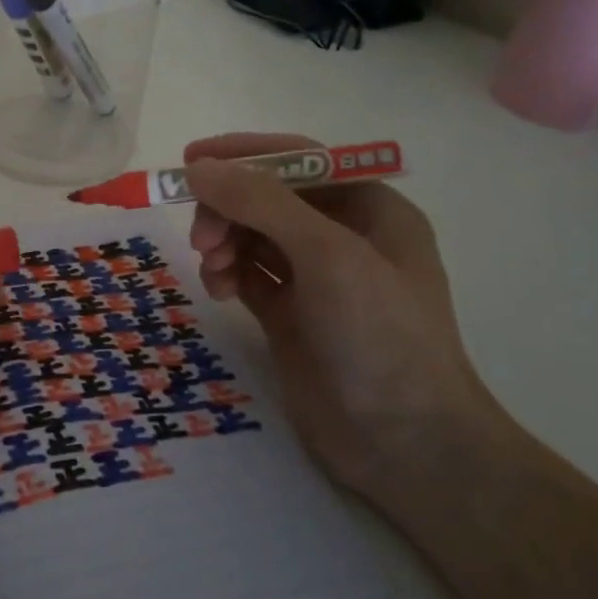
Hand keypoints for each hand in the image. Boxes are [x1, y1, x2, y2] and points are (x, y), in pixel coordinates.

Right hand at [184, 133, 500, 498]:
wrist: (405, 444)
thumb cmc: (381, 337)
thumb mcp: (328, 256)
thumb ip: (262, 203)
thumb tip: (199, 167)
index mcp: (371, 210)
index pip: (301, 161)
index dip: (246, 154)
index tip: (192, 161)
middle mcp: (344, 238)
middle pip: (268, 199)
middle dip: (229, 208)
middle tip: (201, 238)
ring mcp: (316, 279)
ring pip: (252, 236)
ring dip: (224, 241)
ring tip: (212, 268)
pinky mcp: (291, 315)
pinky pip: (248, 274)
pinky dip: (227, 273)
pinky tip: (220, 292)